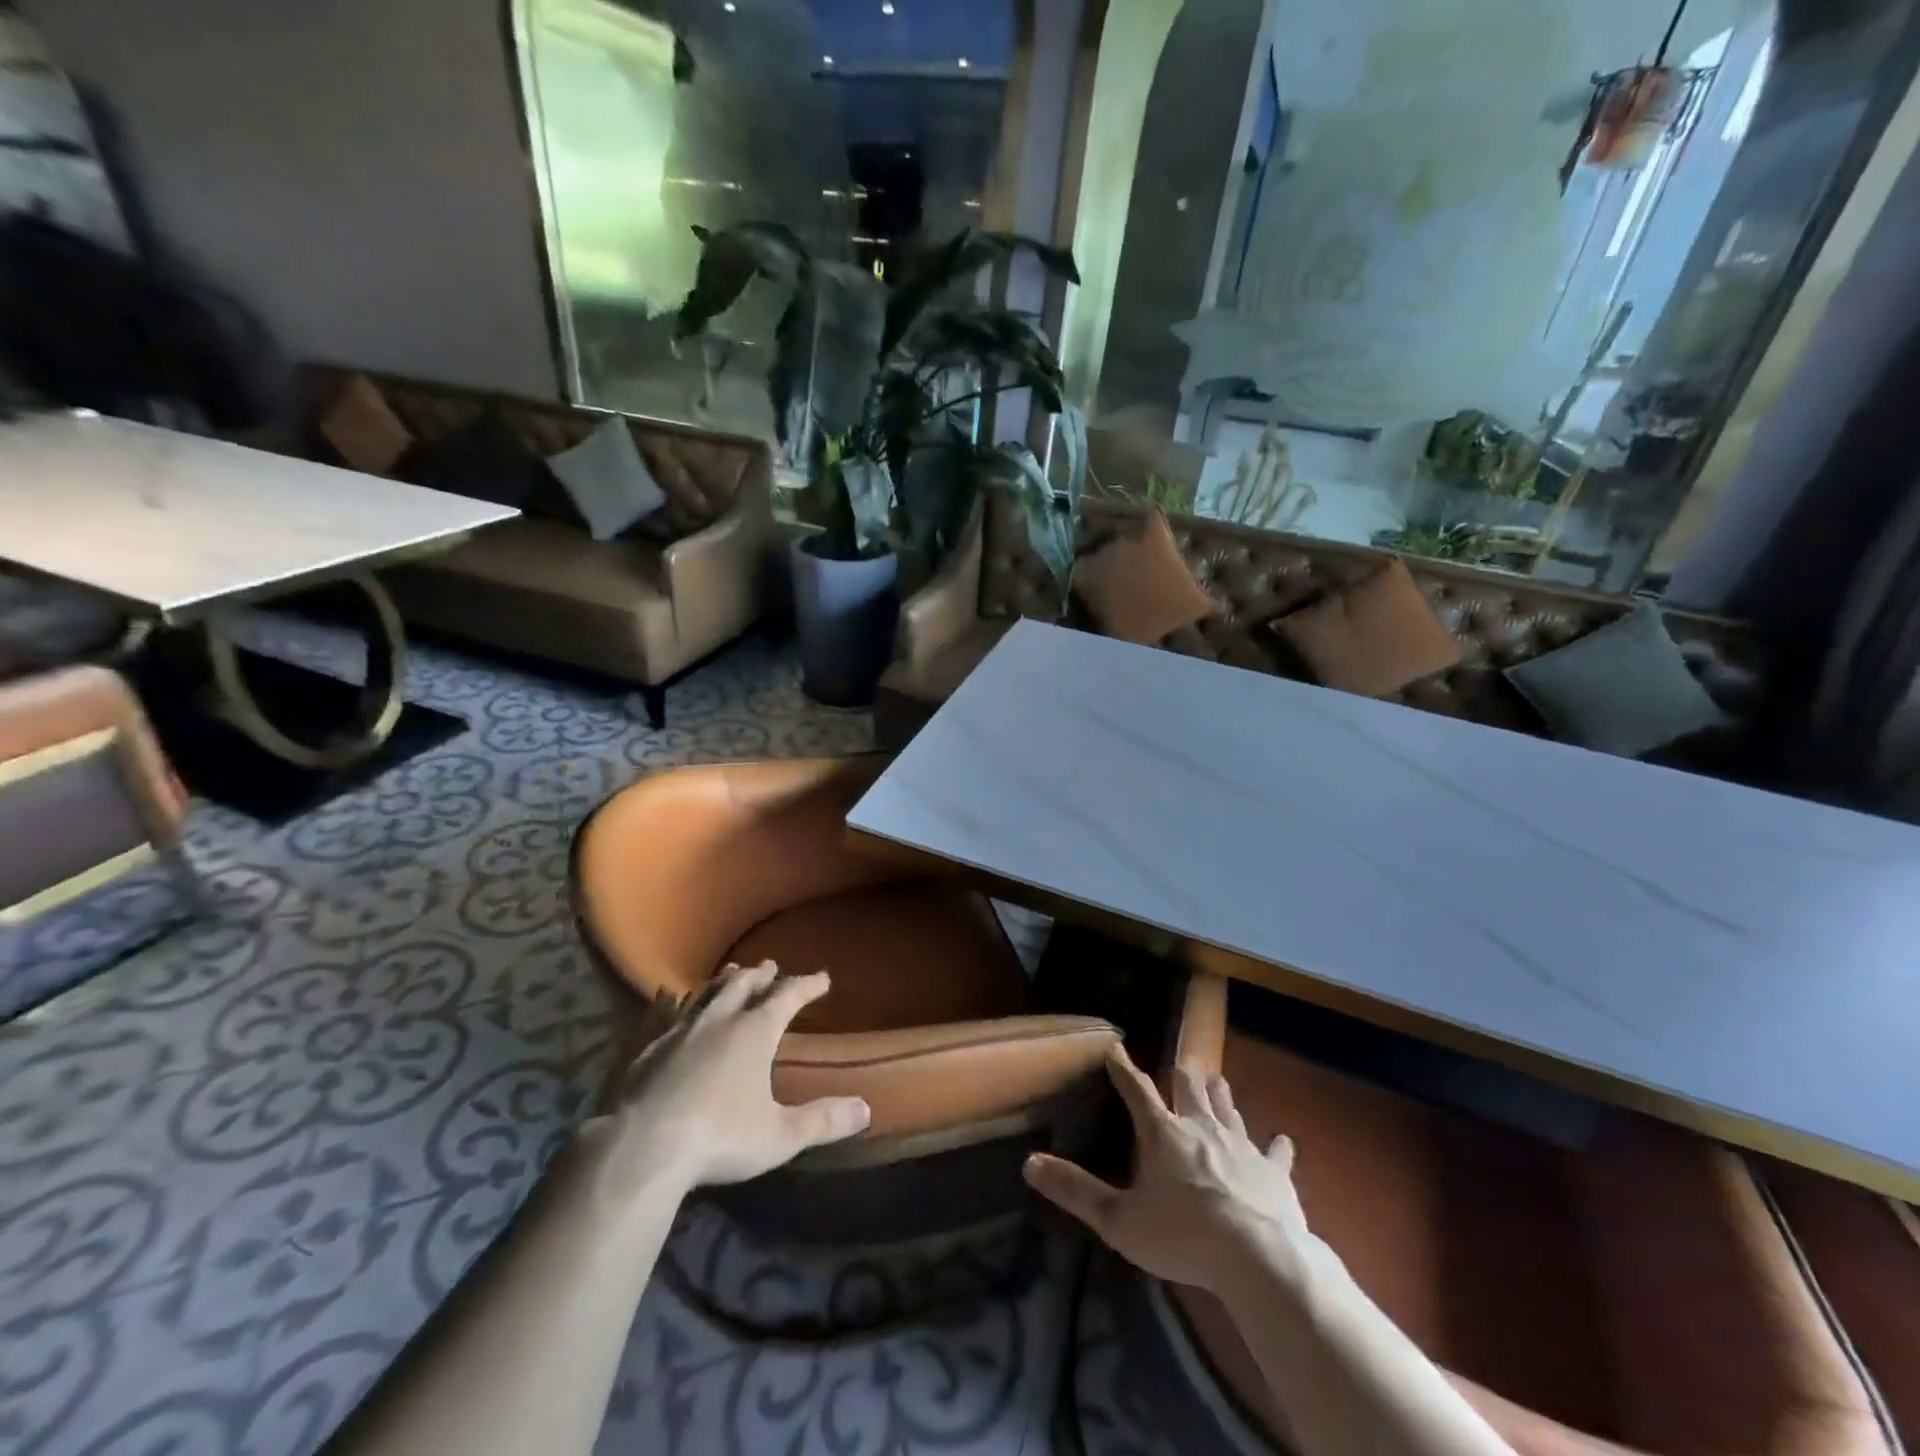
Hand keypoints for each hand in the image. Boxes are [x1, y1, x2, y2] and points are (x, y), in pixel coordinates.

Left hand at [593, 961, 869, 1193]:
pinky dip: (672, 1001)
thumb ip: (823, 1121)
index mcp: (755, 1031)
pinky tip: (666, 997)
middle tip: (771, 967)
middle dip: (762, 975)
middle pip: (744, 984)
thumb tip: (866, 1109)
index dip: (807, 984)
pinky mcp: (645, 1047)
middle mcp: (719, 1019)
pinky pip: (663, 1013)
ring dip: (723, 981)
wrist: (640, 1148)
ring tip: (732, 973)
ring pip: (706, 992)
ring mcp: (679, 1030)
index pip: (788, 995)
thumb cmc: (719, 1138)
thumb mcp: (780, 1136)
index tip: (822, 978)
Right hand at [1024, 1047, 1320, 1293]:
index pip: (1136, 1091)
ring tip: (1218, 1078)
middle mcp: (1201, 1128)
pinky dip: (1277, 1146)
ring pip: (1229, 1110)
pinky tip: (1283, 1139)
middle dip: (1184, 1075)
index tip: (1114, 1048)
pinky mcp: (1274, 1173)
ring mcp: (1241, 1147)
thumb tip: (1029, 1163)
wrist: (1257, 1257)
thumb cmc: (1182, 1235)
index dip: (1123, 1069)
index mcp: (1162, 1133)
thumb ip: (1075, 1191)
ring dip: (1221, 1096)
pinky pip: (1276, 1153)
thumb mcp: (1119, 1219)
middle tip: (1184, 1061)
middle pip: (1190, 1091)